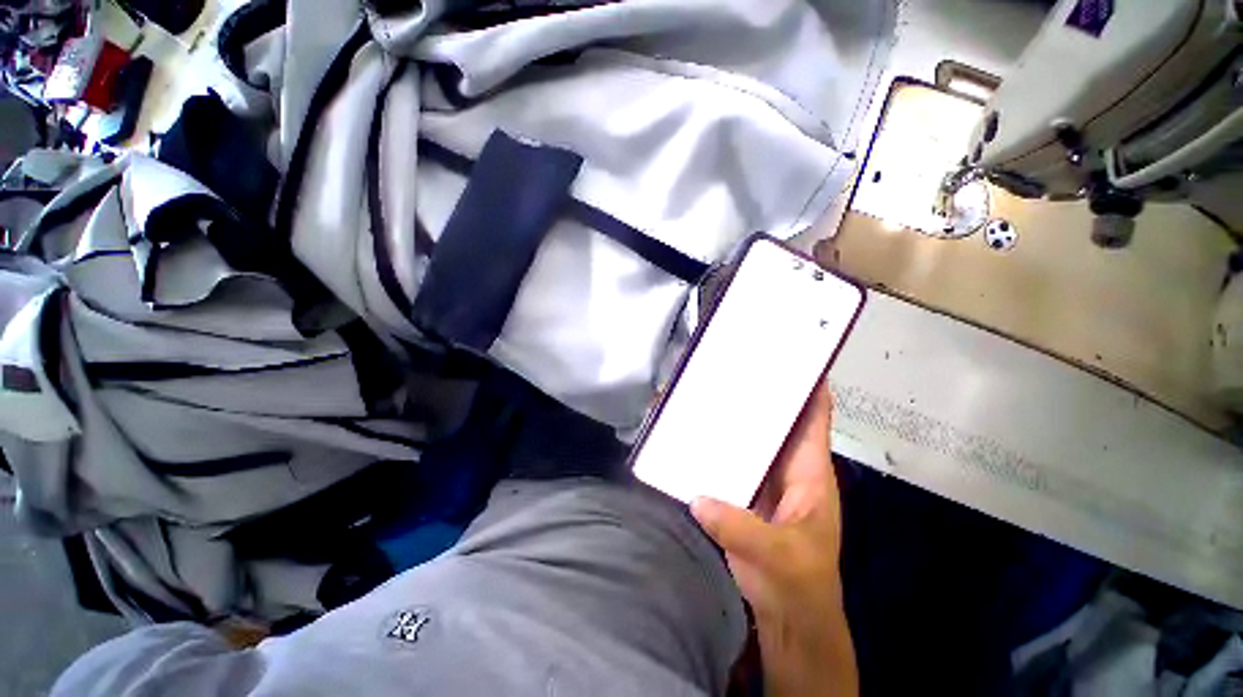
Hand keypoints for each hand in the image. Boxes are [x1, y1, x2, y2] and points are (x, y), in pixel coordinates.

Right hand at [691, 380, 856, 695]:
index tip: (791, 354)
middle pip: (776, 418)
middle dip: (759, 391)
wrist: (788, 619)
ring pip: (751, 436)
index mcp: (809, 470)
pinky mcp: (742, 489)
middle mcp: (786, 465)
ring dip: (733, 416)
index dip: (810, 383)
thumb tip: (698, 498)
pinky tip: (693, 430)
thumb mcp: (778, 556)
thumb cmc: (800, 585)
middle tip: (732, 363)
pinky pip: (729, 456)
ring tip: (707, 389)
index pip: (814, 416)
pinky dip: (716, 442)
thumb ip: (740, 527)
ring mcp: (762, 476)